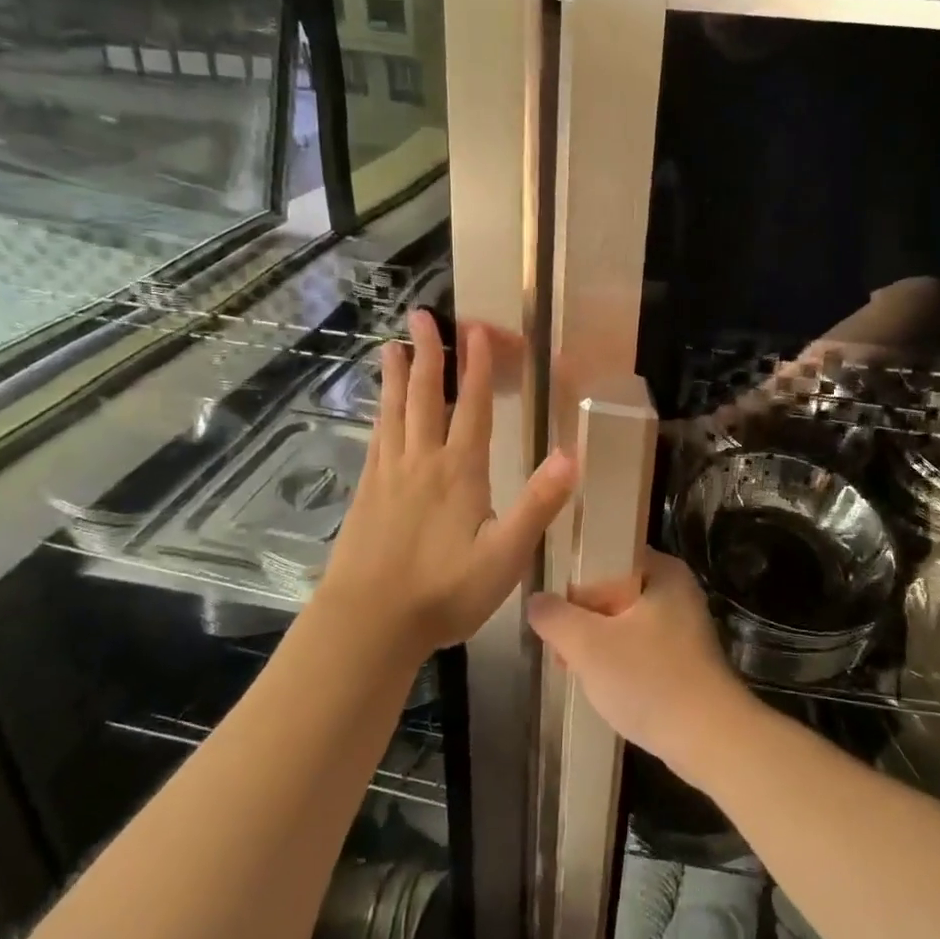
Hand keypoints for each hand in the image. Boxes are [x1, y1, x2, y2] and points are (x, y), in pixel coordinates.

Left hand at [314, 311, 575, 657]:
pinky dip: (379, 413)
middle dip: (429, 354)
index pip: (473, 407)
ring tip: (392, 346)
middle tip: (421, 316)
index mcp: (459, 471)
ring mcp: (389, 475)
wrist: (368, 622)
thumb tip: (572, 456)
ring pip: (394, 412)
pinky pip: (376, 438)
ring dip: (397, 376)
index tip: (475, 330)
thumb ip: (538, 505)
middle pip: (426, 397)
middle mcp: (422, 461)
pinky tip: (377, 409)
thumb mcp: (505, 556)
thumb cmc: (444, 591)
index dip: (477, 367)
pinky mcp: (367, 493)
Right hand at [527, 549, 747, 775]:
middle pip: (613, 592)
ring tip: (570, 666)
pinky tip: (599, 685)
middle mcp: (677, 592)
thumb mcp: (588, 644)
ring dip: (596, 644)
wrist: (710, 740)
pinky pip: (639, 649)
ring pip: (624, 624)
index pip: (607, 557)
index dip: (573, 580)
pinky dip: (618, 662)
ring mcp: (683, 628)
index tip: (550, 608)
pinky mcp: (684, 661)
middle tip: (557, 646)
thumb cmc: (649, 679)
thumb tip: (536, 601)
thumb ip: (555, 617)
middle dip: (582, 618)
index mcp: (663, 571)